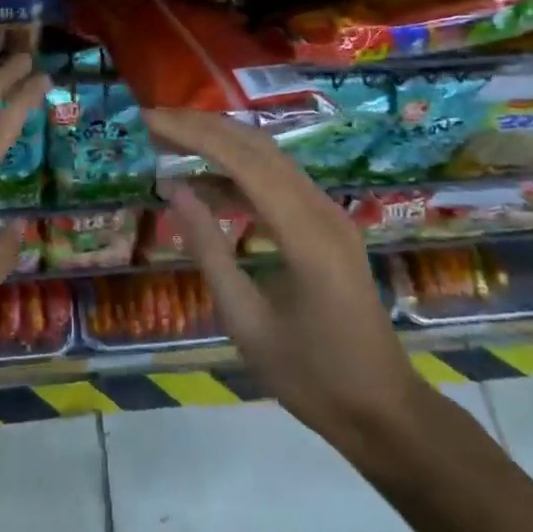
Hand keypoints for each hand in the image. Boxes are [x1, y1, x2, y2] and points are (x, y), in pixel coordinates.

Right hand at [143, 108, 427, 453]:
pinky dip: (239, 172)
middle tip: (153, 122)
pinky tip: (206, 184)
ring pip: (270, 158)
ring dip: (221, 143)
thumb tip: (174, 190)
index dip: (193, 134)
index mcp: (305, 234)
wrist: (383, 411)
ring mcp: (330, 214)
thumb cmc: (311, 378)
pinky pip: (280, 182)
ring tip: (170, 142)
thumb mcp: (246, 321)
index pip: (243, 161)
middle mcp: (322, 210)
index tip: (149, 120)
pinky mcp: (328, 225)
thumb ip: (209, 250)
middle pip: (258, 147)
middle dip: (203, 127)